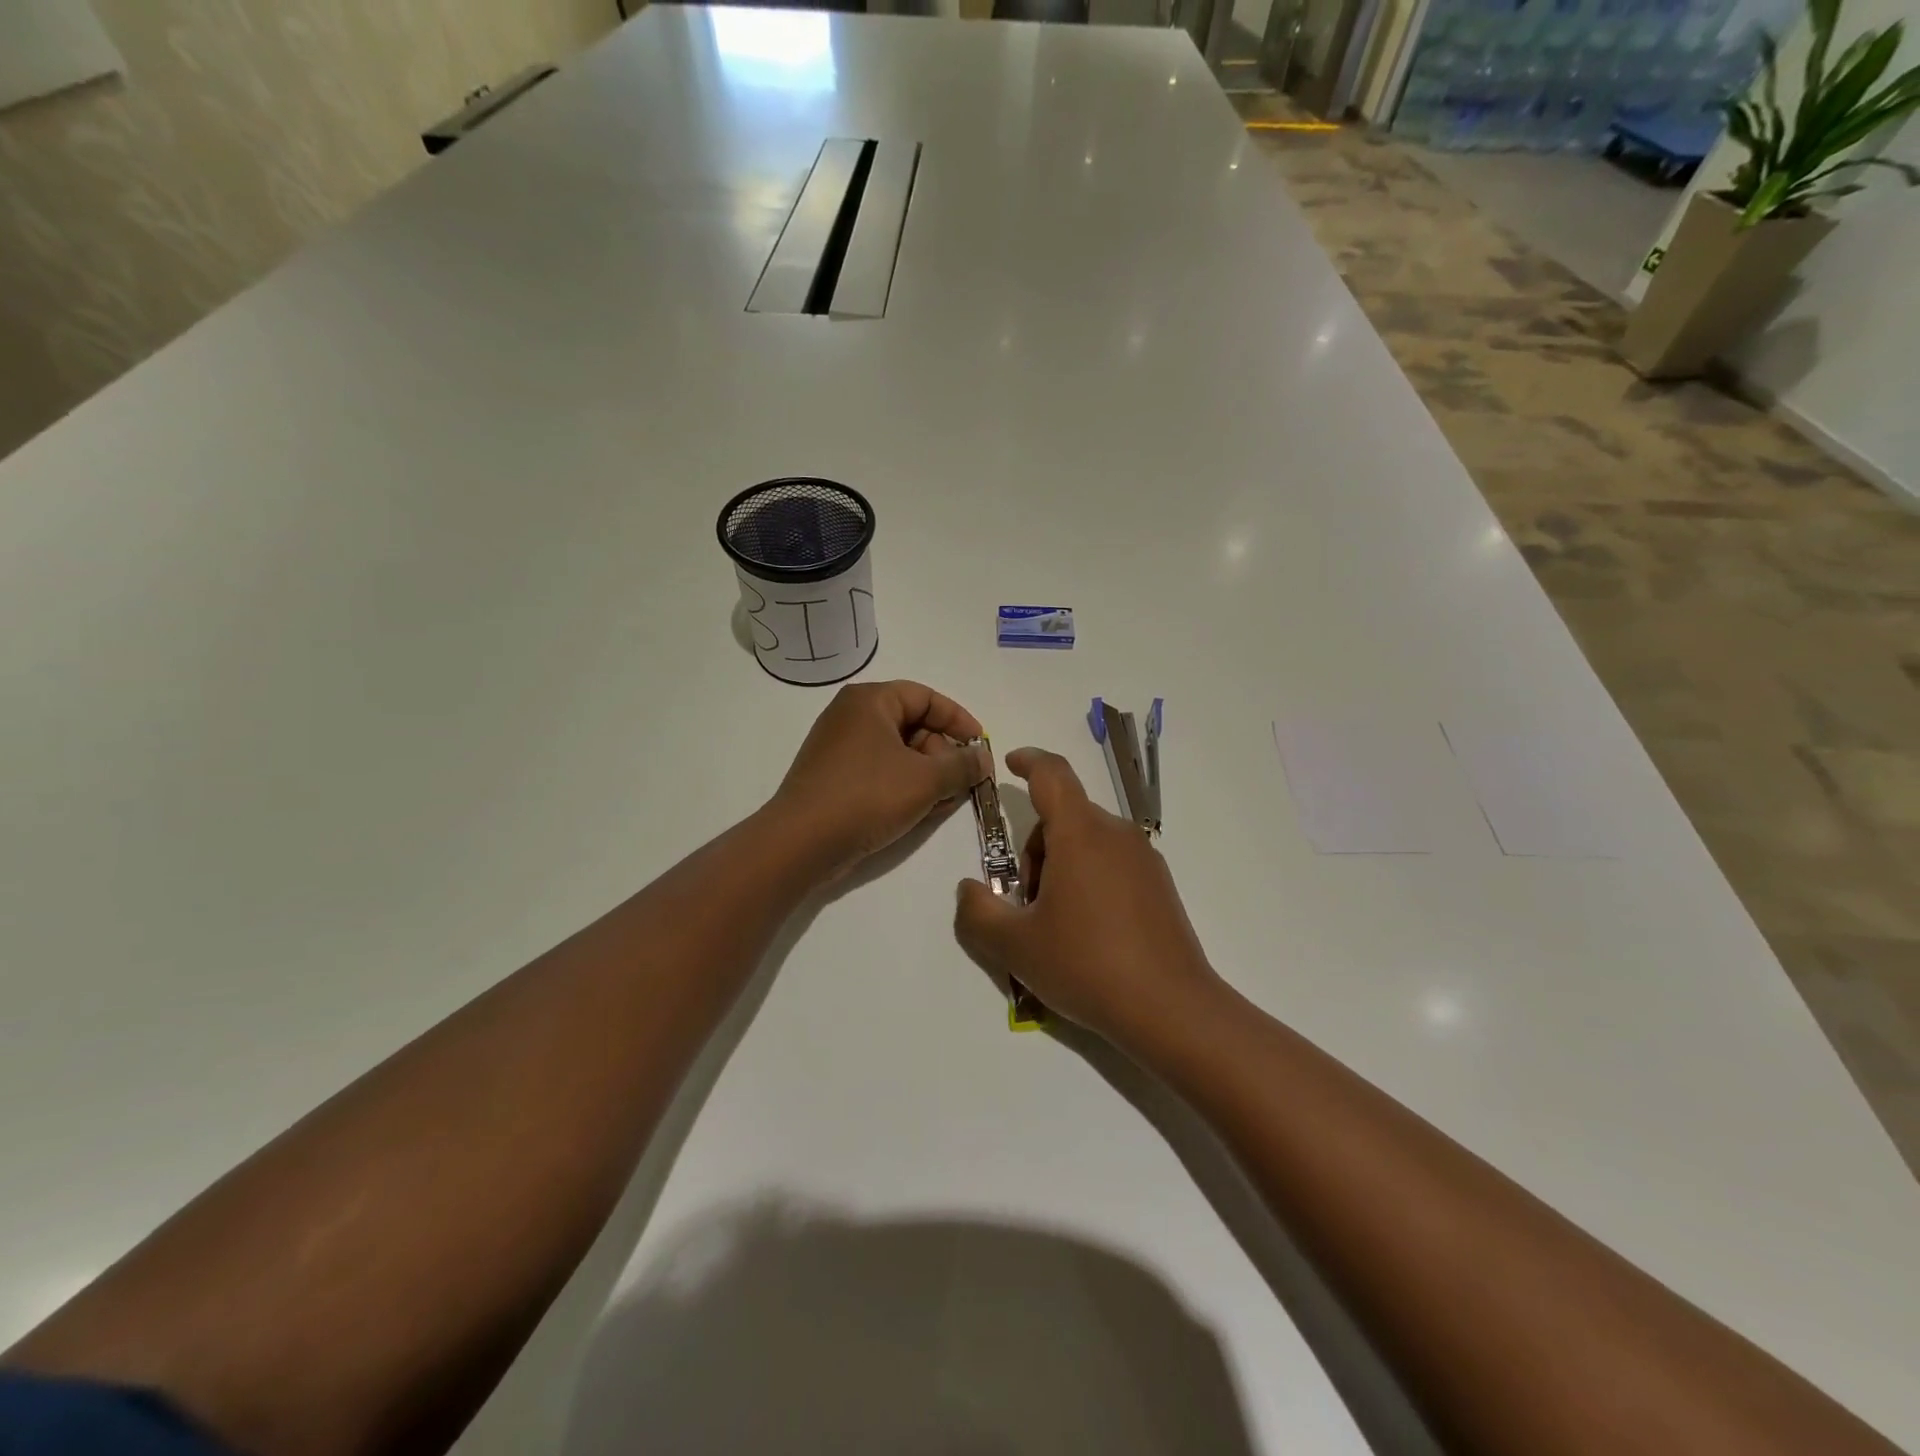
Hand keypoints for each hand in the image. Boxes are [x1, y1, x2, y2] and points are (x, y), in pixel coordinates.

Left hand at [770, 680, 989, 880]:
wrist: (802, 842)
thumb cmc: (867, 796)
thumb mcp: (925, 780)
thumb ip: (962, 765)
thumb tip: (983, 759)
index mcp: (870, 701)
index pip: (925, 697)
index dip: (958, 720)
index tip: (981, 746)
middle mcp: (851, 717)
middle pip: (912, 724)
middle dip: (943, 753)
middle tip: (963, 781)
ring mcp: (839, 748)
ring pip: (898, 753)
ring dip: (928, 774)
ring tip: (945, 801)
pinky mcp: (834, 778)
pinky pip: (880, 772)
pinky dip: (904, 786)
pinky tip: (921, 811)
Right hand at [953, 747, 1221, 1046]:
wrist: (1171, 1009)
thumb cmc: (1086, 965)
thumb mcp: (1015, 945)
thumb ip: (977, 912)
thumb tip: (968, 889)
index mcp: (1080, 834)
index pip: (1052, 774)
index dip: (1028, 761)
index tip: (1010, 763)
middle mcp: (1115, 834)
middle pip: (1064, 817)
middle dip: (1035, 848)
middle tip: (1024, 902)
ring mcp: (1143, 859)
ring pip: (1087, 841)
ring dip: (1060, 866)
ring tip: (1054, 924)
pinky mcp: (1159, 885)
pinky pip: (1111, 862)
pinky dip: (1087, 878)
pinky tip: (1086, 932)